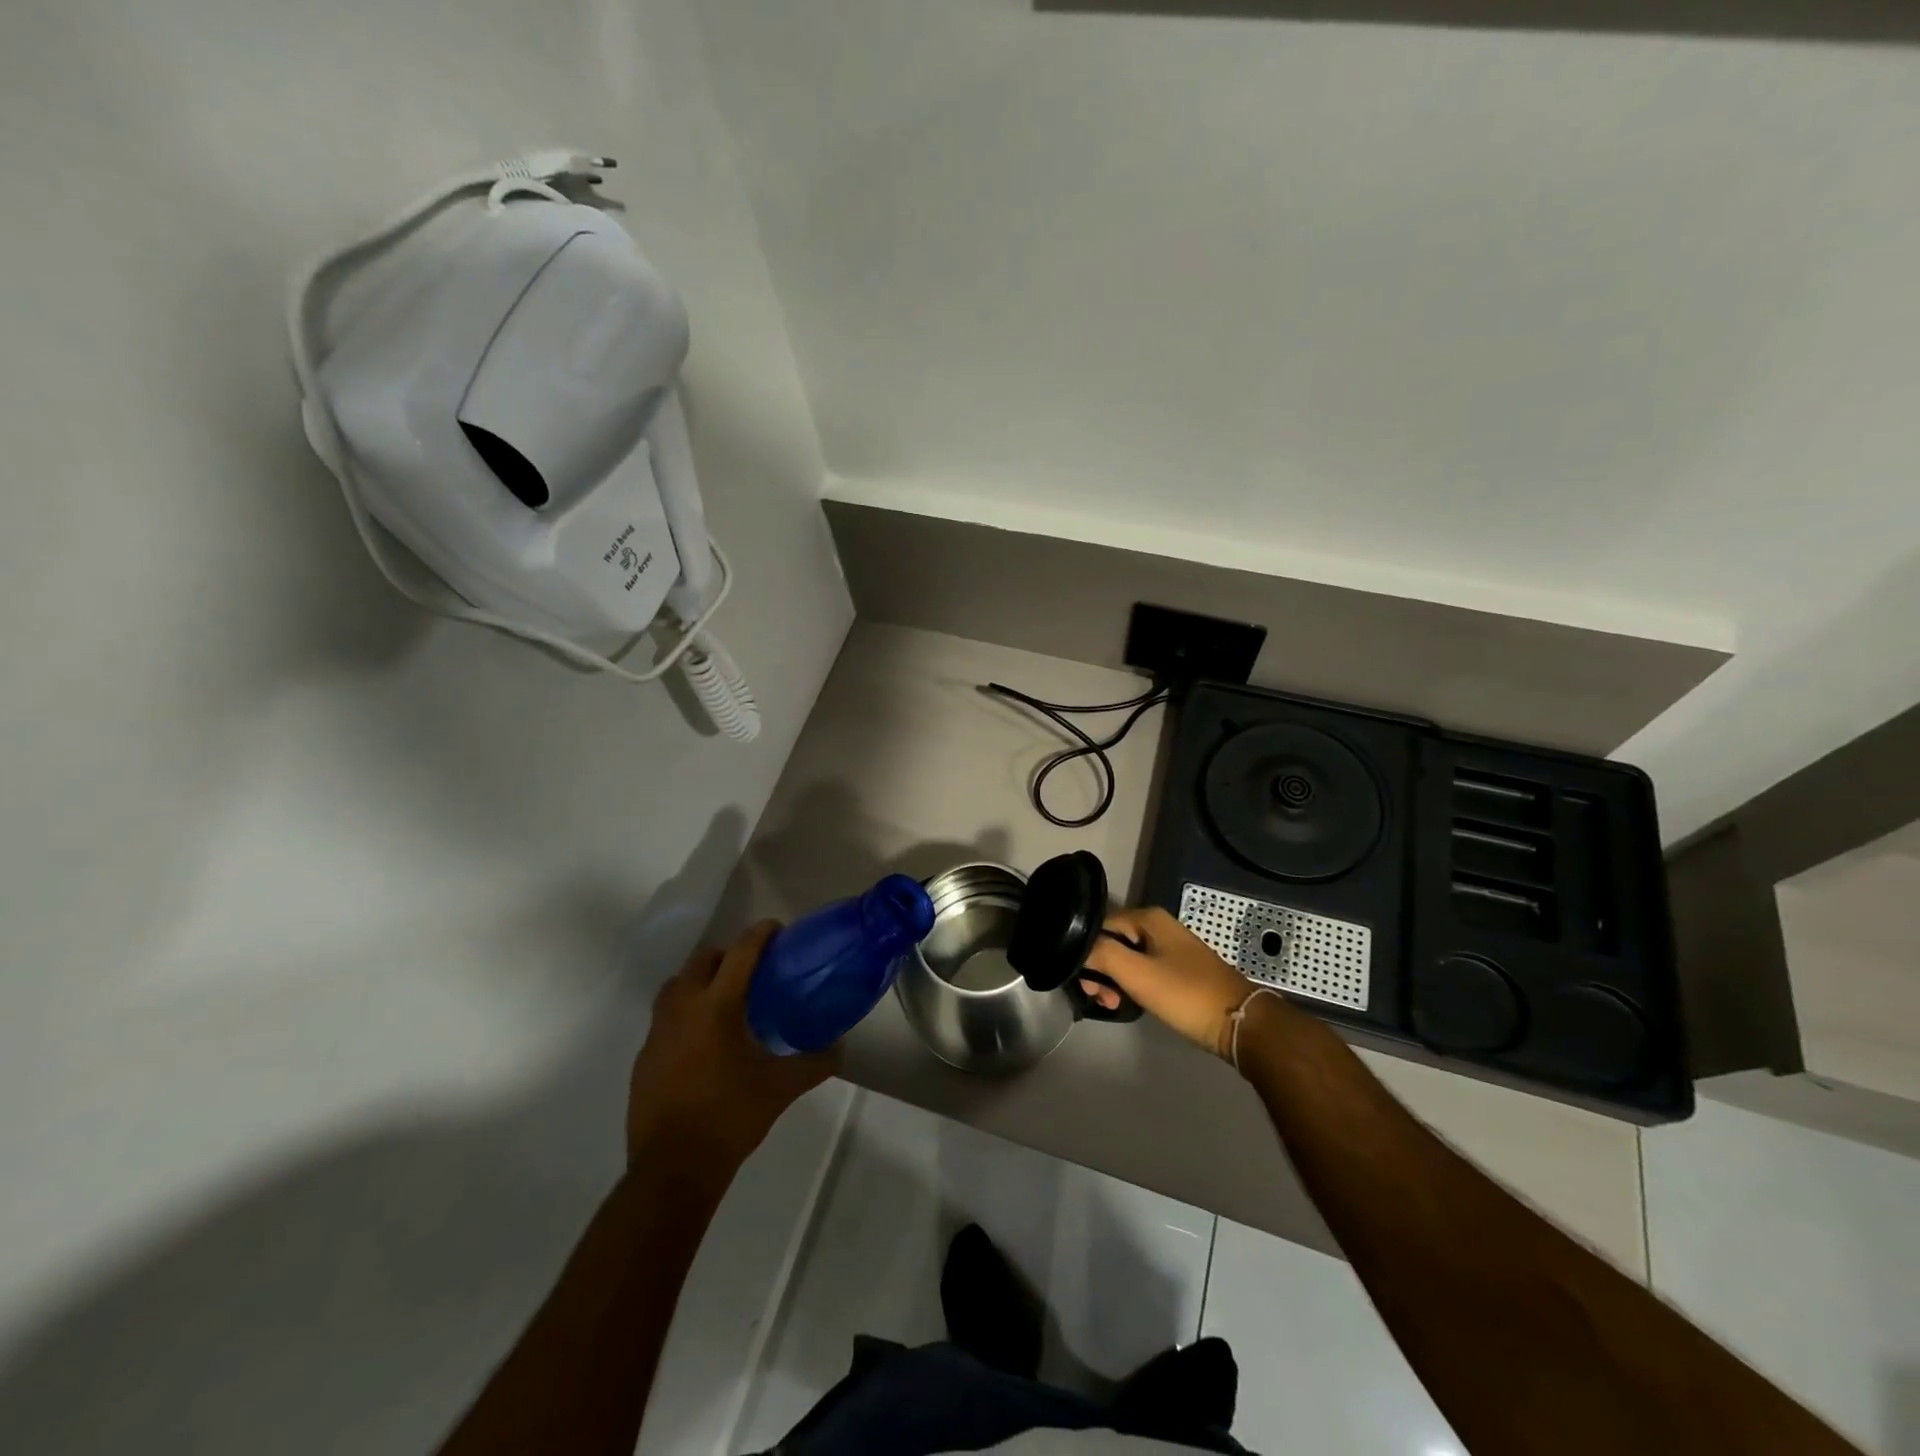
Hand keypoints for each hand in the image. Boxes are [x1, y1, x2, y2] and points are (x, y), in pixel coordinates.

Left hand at [627, 921, 837, 1169]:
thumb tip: (840, 1048)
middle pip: (703, 960)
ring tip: (723, 998)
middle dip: (727, 955)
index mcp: (718, 1007)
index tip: (776, 928)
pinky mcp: (644, 1055)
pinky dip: (684, 1012)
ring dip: (700, 980)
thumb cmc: (730, 1118)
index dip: (760, 934)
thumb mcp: (781, 1089)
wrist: (673, 1167)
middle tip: (751, 969)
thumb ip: (814, 1064)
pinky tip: (701, 1040)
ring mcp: (658, 1032)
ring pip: (677, 985)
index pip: (740, 953)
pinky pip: (664, 1017)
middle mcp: (683, 1008)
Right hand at [1081, 906, 1253, 1059]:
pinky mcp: (1177, 969)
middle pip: (1112, 941)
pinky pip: (1142, 970)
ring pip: (1126, 958)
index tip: (1084, 981)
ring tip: (1111, 1004)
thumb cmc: (1185, 994)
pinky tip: (1127, 1003)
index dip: (1086, 950)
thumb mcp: (1137, 974)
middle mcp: (1157, 926)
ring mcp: (1169, 947)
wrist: (1239, 1023)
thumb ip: (1102, 954)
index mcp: (1148, 918)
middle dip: (1099, 968)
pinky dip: (1130, 985)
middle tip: (1098, 997)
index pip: (1100, 924)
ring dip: (1113, 980)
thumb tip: (1076, 945)